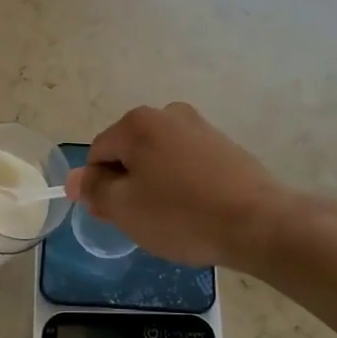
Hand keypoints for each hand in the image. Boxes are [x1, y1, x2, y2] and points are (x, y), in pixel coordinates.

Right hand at [67, 103, 287, 268]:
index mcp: (137, 123)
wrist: (259, 223)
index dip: (98, 187)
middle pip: (129, 152)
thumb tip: (77, 179)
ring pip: (159, 158)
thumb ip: (94, 190)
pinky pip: (187, 164)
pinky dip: (183, 184)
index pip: (97, 153)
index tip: (115, 216)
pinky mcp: (224, 145)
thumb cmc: (182, 215)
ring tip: (173, 217)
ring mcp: (200, 127)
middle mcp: (167, 114)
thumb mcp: (124, 208)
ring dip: (156, 184)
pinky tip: (196, 210)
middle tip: (143, 220)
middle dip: (128, 183)